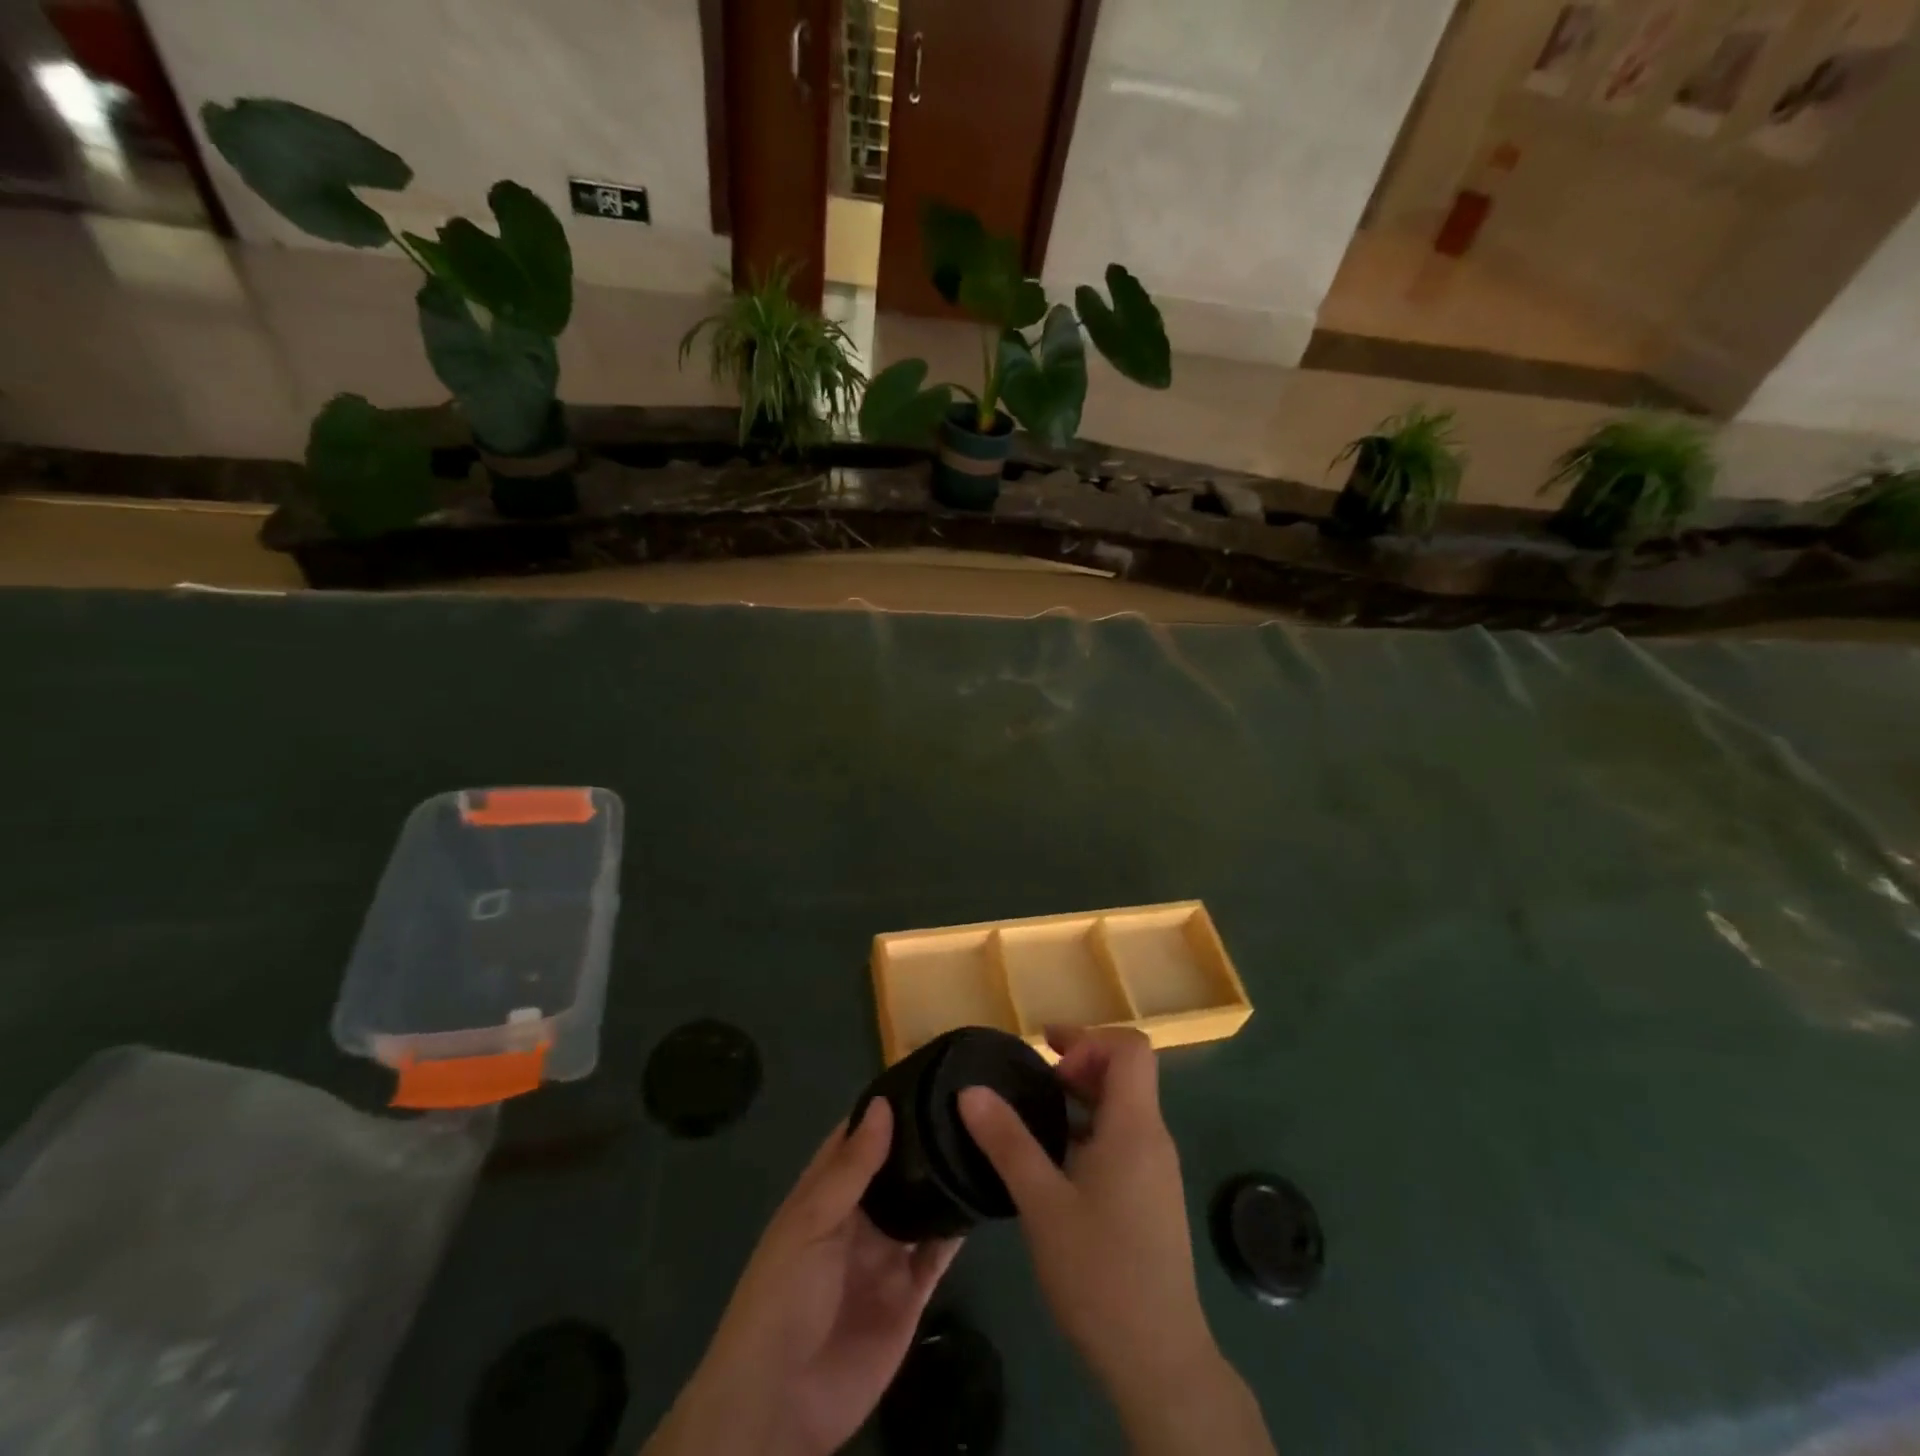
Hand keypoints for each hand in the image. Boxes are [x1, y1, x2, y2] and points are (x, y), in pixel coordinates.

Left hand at [644, 1099, 960, 1455]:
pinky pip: (938, 1252)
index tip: (925, 1074)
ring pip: (921, 1205)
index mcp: (825, 1195)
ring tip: (984, 1135)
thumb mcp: (810, 1222)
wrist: (781, 1404)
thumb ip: (851, 1168)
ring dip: (943, 1178)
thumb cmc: (783, 1297)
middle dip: (922, 1139)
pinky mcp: (911, 1294)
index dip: (884, 1109)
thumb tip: (883, 1104)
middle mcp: (858, 1218)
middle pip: (895, 1169)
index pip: (857, 1139)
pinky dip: (958, 1226)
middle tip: (969, 1099)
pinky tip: (983, 1193)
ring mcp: (886, 1255)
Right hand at [959, 1026, 1274, 1455]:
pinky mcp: (1152, 1198)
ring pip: (1125, 1107)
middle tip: (1033, 1079)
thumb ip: (1007, 1142)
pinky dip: (1091, 1129)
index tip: (1046, 1056)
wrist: (1160, 1361)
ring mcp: (1157, 1170)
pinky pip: (1124, 1139)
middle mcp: (1153, 1138)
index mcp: (1135, 1126)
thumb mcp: (1042, 1203)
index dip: (1088, 1039)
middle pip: (1127, 1073)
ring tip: (1037, 1115)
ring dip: (1083, 1097)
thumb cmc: (1100, 1273)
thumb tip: (970, 1090)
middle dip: (1080, 1062)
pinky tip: (1056, 1163)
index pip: (1129, 1048)